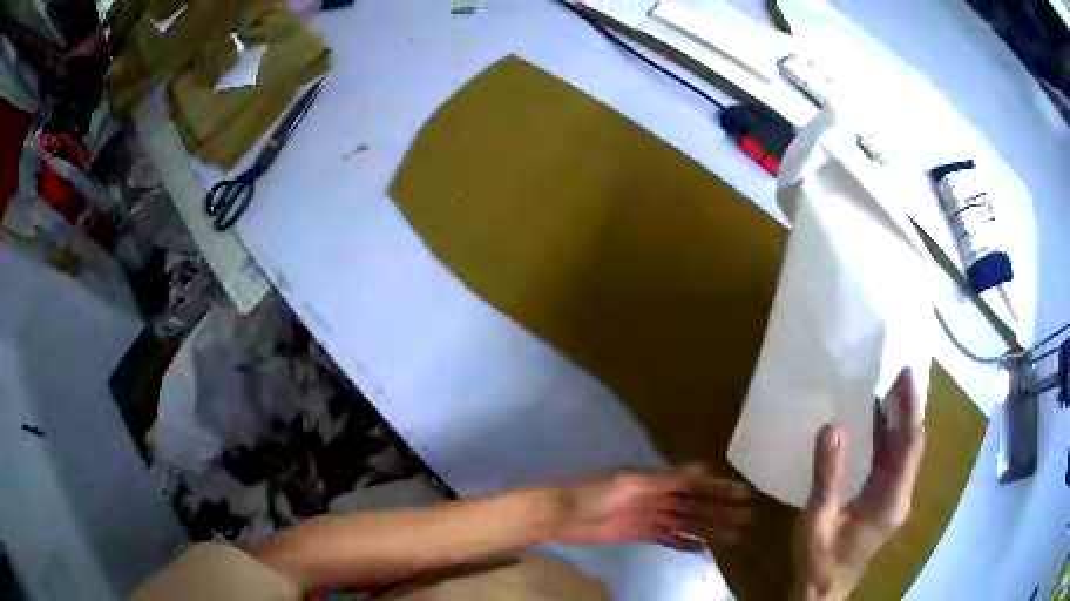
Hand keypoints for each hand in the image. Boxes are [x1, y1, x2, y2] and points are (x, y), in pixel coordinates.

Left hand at [553, 465, 750, 550]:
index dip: (720, 488)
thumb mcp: (634, 483)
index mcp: (660, 481)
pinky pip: (668, 538)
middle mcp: (660, 497)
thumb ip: (668, 479)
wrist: (567, 514)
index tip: (742, 493)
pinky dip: (684, 543)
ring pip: (687, 523)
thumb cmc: (599, 494)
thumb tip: (704, 468)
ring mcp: (651, 516)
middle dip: (721, 510)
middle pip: (697, 505)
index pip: (697, 484)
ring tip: (733, 536)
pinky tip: (700, 549)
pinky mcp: (640, 533)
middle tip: (746, 517)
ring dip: (709, 529)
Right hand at [792, 368, 925, 600]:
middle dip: (909, 408)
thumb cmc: (820, 559)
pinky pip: (892, 463)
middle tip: (897, 373)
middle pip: (912, 444)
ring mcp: (893, 499)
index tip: (905, 375)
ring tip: (888, 389)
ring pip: (904, 452)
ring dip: (899, 421)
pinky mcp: (883, 502)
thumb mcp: (819, 519)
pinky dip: (888, 439)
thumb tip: (832, 427)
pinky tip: (875, 424)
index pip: (910, 444)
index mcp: (891, 499)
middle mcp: (900, 495)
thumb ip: (827, 476)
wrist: (823, 591)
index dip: (911, 408)